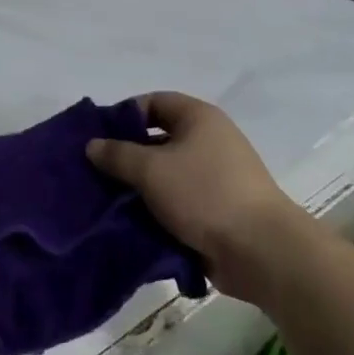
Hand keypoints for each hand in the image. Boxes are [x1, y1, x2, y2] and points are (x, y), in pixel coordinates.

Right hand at [86, 93, 297, 292]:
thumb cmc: (204, 194)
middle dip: (126, 156)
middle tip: (95, 172)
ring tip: (106, 201)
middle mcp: (209, 141)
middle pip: (157, 140)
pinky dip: (156, 210)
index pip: (154, 102)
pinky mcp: (216, 211)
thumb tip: (92, 145)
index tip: (97, 137)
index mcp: (199, 118)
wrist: (261, 252)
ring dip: (138, 188)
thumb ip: (117, 154)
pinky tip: (130, 223)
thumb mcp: (151, 169)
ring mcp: (215, 178)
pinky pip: (177, 203)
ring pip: (165, 175)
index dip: (124, 115)